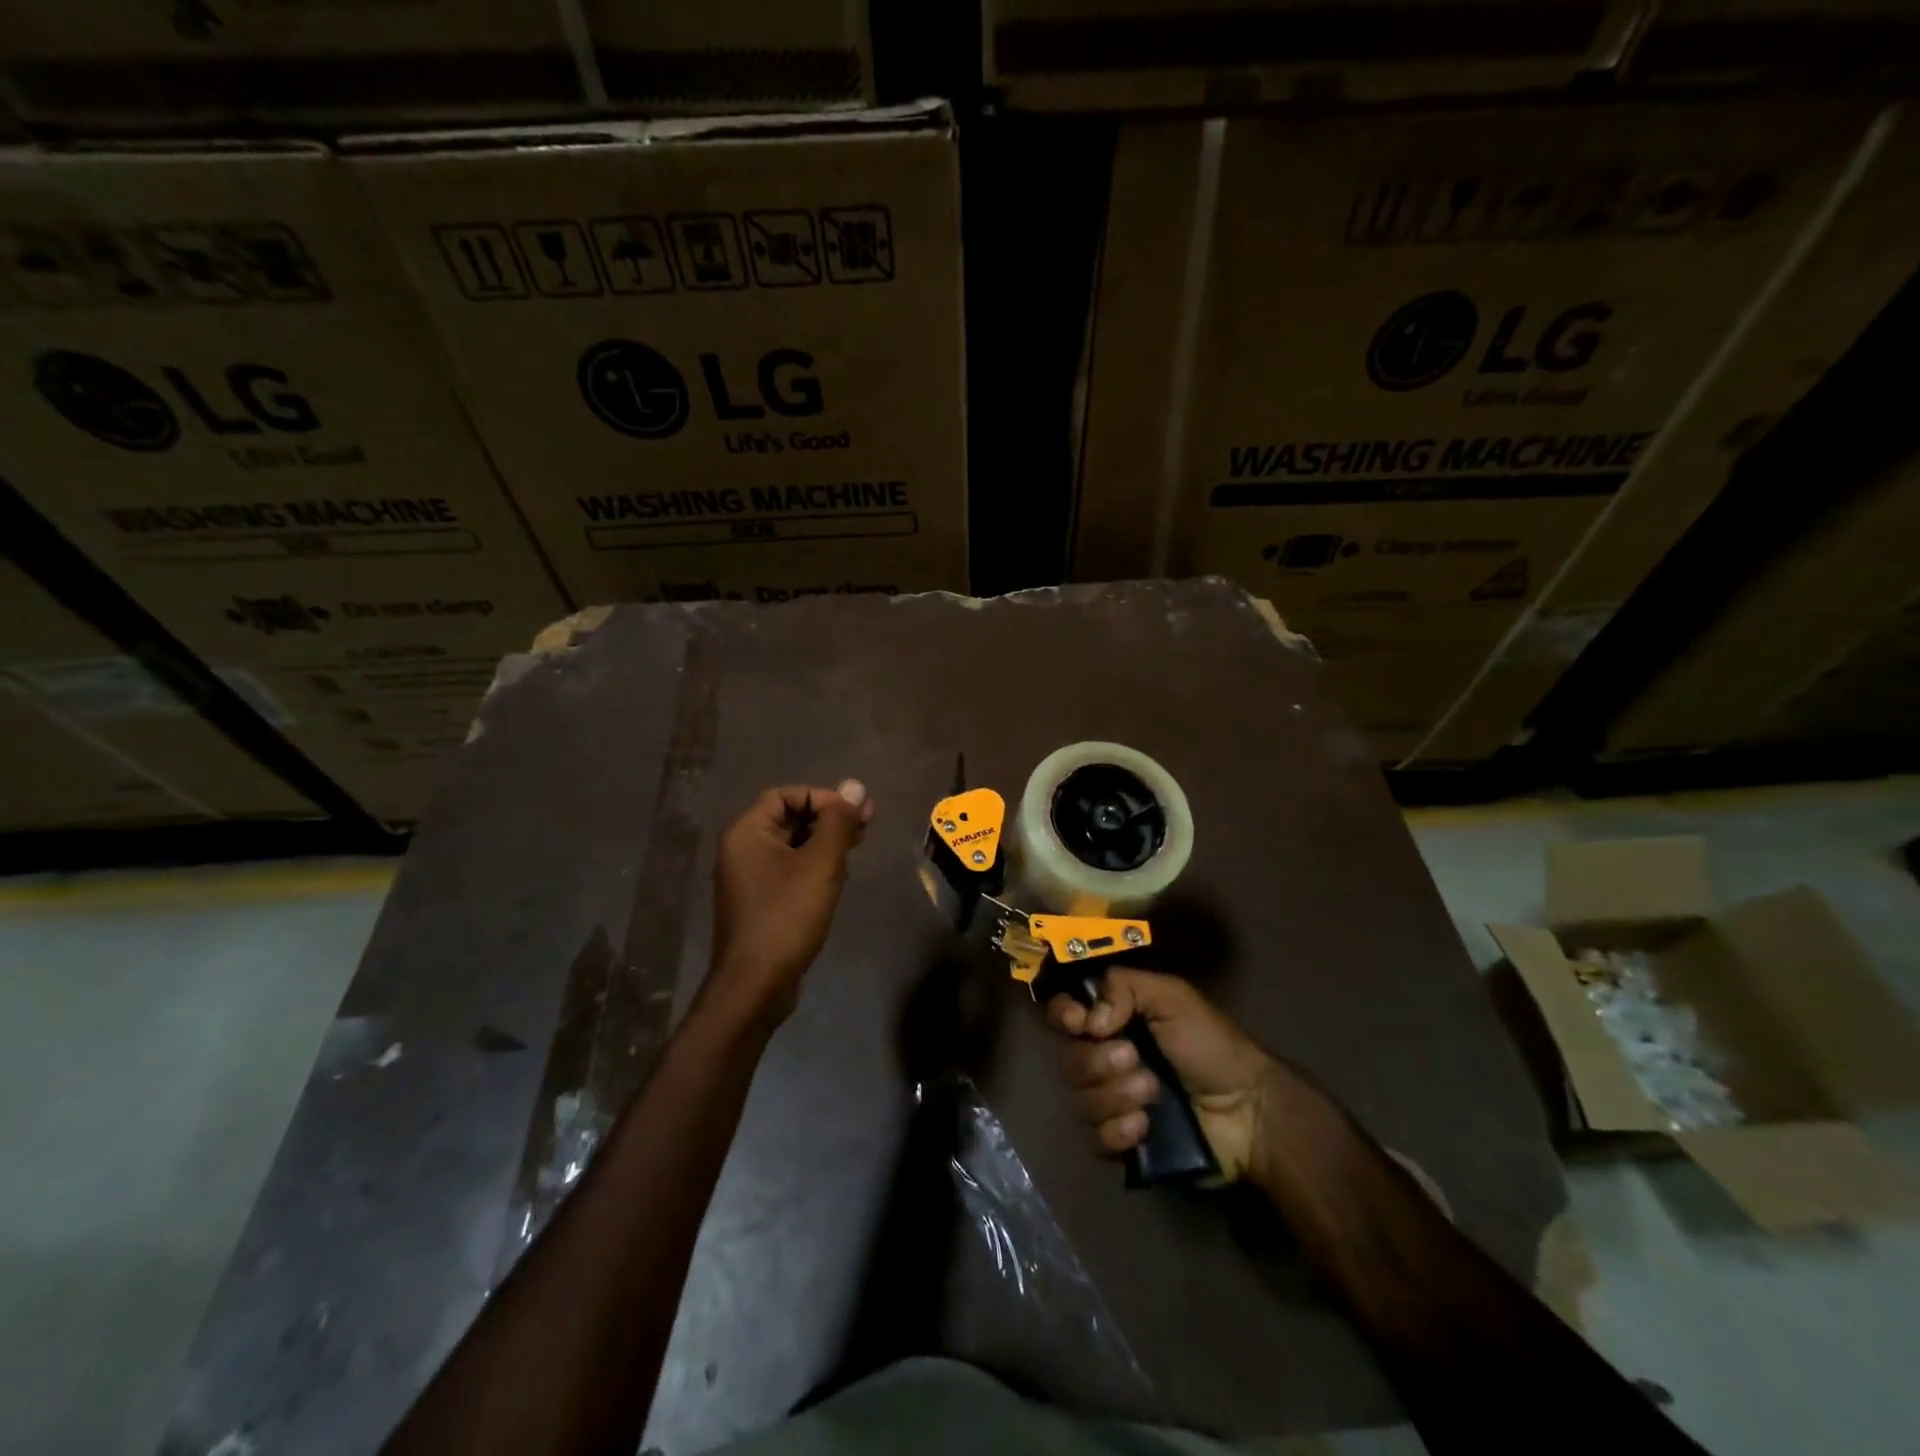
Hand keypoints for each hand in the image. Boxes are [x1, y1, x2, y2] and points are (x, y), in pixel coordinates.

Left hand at [705, 780, 874, 1027]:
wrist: (756, 984)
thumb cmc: (787, 916)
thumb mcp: (821, 863)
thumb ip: (838, 822)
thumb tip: (854, 785)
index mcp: (747, 832)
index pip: (786, 795)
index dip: (823, 798)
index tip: (855, 814)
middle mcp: (741, 849)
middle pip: (789, 818)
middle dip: (828, 819)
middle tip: (866, 827)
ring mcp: (748, 878)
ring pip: (791, 846)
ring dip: (824, 842)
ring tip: (856, 851)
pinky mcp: (759, 902)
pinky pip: (788, 870)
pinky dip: (813, 866)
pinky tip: (837, 879)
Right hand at [1048, 969, 1279, 1181]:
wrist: (1248, 1111)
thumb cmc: (1211, 1045)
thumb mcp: (1173, 997)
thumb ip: (1125, 988)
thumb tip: (1089, 1020)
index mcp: (1114, 1021)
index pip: (1064, 1014)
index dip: (1063, 1016)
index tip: (1080, 1023)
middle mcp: (1106, 1058)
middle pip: (1068, 1060)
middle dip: (1099, 1062)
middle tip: (1135, 1059)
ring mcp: (1113, 1103)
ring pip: (1081, 1101)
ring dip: (1115, 1095)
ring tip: (1152, 1093)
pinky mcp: (1124, 1142)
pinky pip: (1096, 1139)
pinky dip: (1118, 1131)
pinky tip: (1145, 1126)